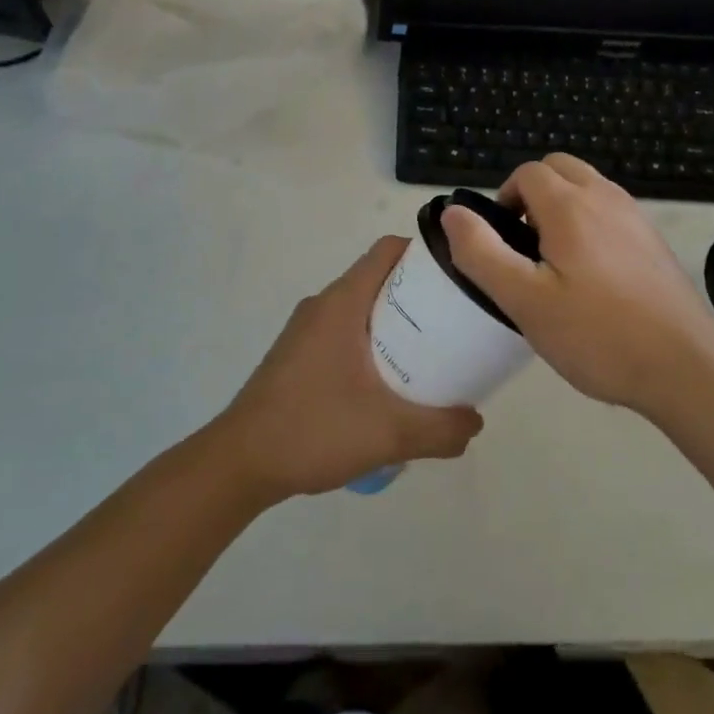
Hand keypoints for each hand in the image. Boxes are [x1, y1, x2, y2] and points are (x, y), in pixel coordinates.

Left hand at [216, 237, 483, 499]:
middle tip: (455, 323)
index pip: (389, 250)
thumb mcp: (389, 433)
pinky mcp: (297, 354)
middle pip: (379, 278)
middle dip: (420, 295)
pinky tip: (387, 385)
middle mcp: (323, 305)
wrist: (238, 463)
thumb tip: (475, 423)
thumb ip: (441, 429)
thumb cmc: (312, 430)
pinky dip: (372, 343)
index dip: (426, 254)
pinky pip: (344, 332)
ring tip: (429, 355)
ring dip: (396, 323)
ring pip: (361, 308)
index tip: (459, 278)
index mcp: (342, 302)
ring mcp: (306, 330)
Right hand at [440, 155, 713, 415]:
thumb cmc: (597, 335)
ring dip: (562, 207)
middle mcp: (606, 199)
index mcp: (571, 206)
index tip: (502, 244)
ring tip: (556, 264)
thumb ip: (482, 252)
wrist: (686, 367)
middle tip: (525, 247)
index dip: (505, 199)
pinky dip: (590, 223)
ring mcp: (636, 218)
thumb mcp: (524, 301)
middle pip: (560, 168)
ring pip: (588, 187)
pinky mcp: (653, 241)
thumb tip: (453, 212)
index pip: (528, 173)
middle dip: (533, 194)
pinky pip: (611, 212)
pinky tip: (593, 277)